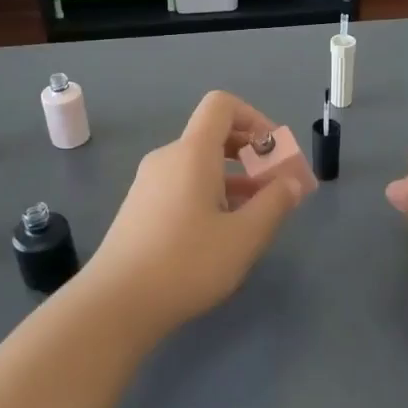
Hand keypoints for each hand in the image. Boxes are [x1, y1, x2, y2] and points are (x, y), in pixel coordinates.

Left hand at [81, 91, 307, 334]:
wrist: (116, 302)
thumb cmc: (186, 263)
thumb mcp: (244, 237)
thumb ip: (274, 203)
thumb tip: (292, 181)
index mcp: (192, 152)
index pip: (222, 105)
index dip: (254, 118)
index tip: (274, 151)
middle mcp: (167, 158)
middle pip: (212, 134)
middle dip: (249, 152)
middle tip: (275, 185)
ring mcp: (149, 183)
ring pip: (198, 164)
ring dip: (232, 178)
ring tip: (256, 214)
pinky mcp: (140, 207)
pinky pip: (182, 184)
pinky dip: (209, 193)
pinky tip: (221, 232)